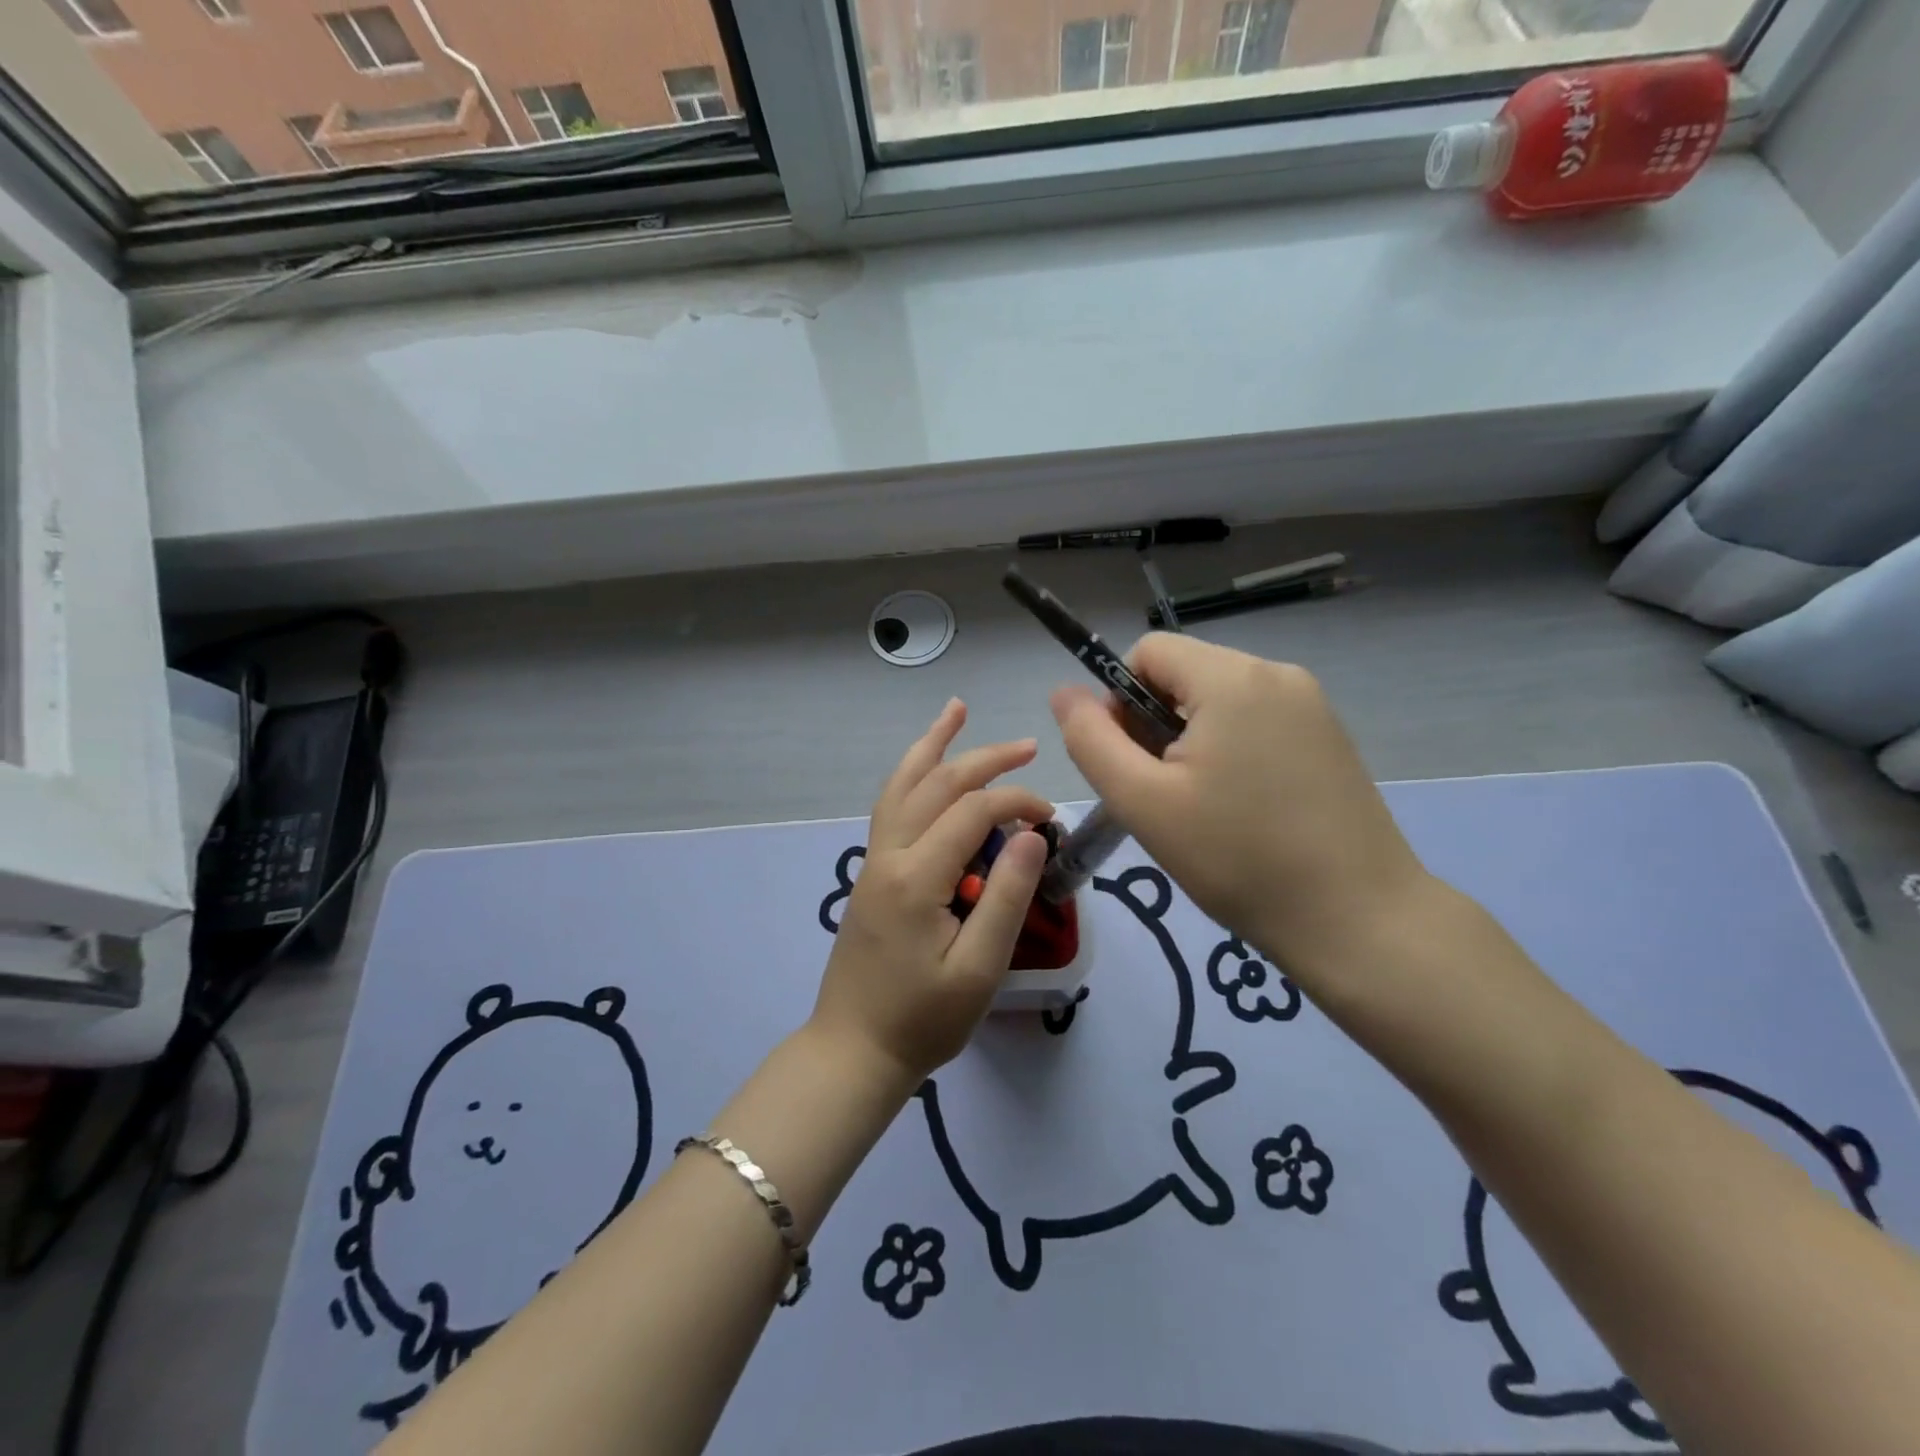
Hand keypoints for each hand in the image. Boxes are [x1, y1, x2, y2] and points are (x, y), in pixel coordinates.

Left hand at [811, 699, 1051, 1088]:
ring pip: (903, 785)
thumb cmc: (923, 1019)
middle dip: (984, 760)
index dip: (1017, 803)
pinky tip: (927, 767)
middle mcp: (889, 855)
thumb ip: (1008, 897)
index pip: (973, 813)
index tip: (1051, 819)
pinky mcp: (872, 872)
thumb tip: (1034, 834)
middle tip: (1027, 745)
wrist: (855, 1050)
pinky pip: (892, 806)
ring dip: (933, 746)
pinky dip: (912, 774)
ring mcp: (874, 861)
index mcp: (916, 877)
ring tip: (956, 711)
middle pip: (937, 785)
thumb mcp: (978, 969)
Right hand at [1051, 634, 1429, 984]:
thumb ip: (1091, 740)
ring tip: (1201, 806)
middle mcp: (1277, 674)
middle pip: (1184, 674)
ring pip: (1219, 700)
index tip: (1130, 763)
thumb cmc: (1237, 858)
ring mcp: (1312, 704)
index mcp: (1232, 678)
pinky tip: (1241, 807)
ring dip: (1191, 740)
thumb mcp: (1143, 802)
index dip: (1119, 700)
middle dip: (1155, 723)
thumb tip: (1064, 693)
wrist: (1357, 920)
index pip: (1148, 652)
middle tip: (1162, 794)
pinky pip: (1256, 721)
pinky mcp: (1329, 737)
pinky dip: (1231, 750)